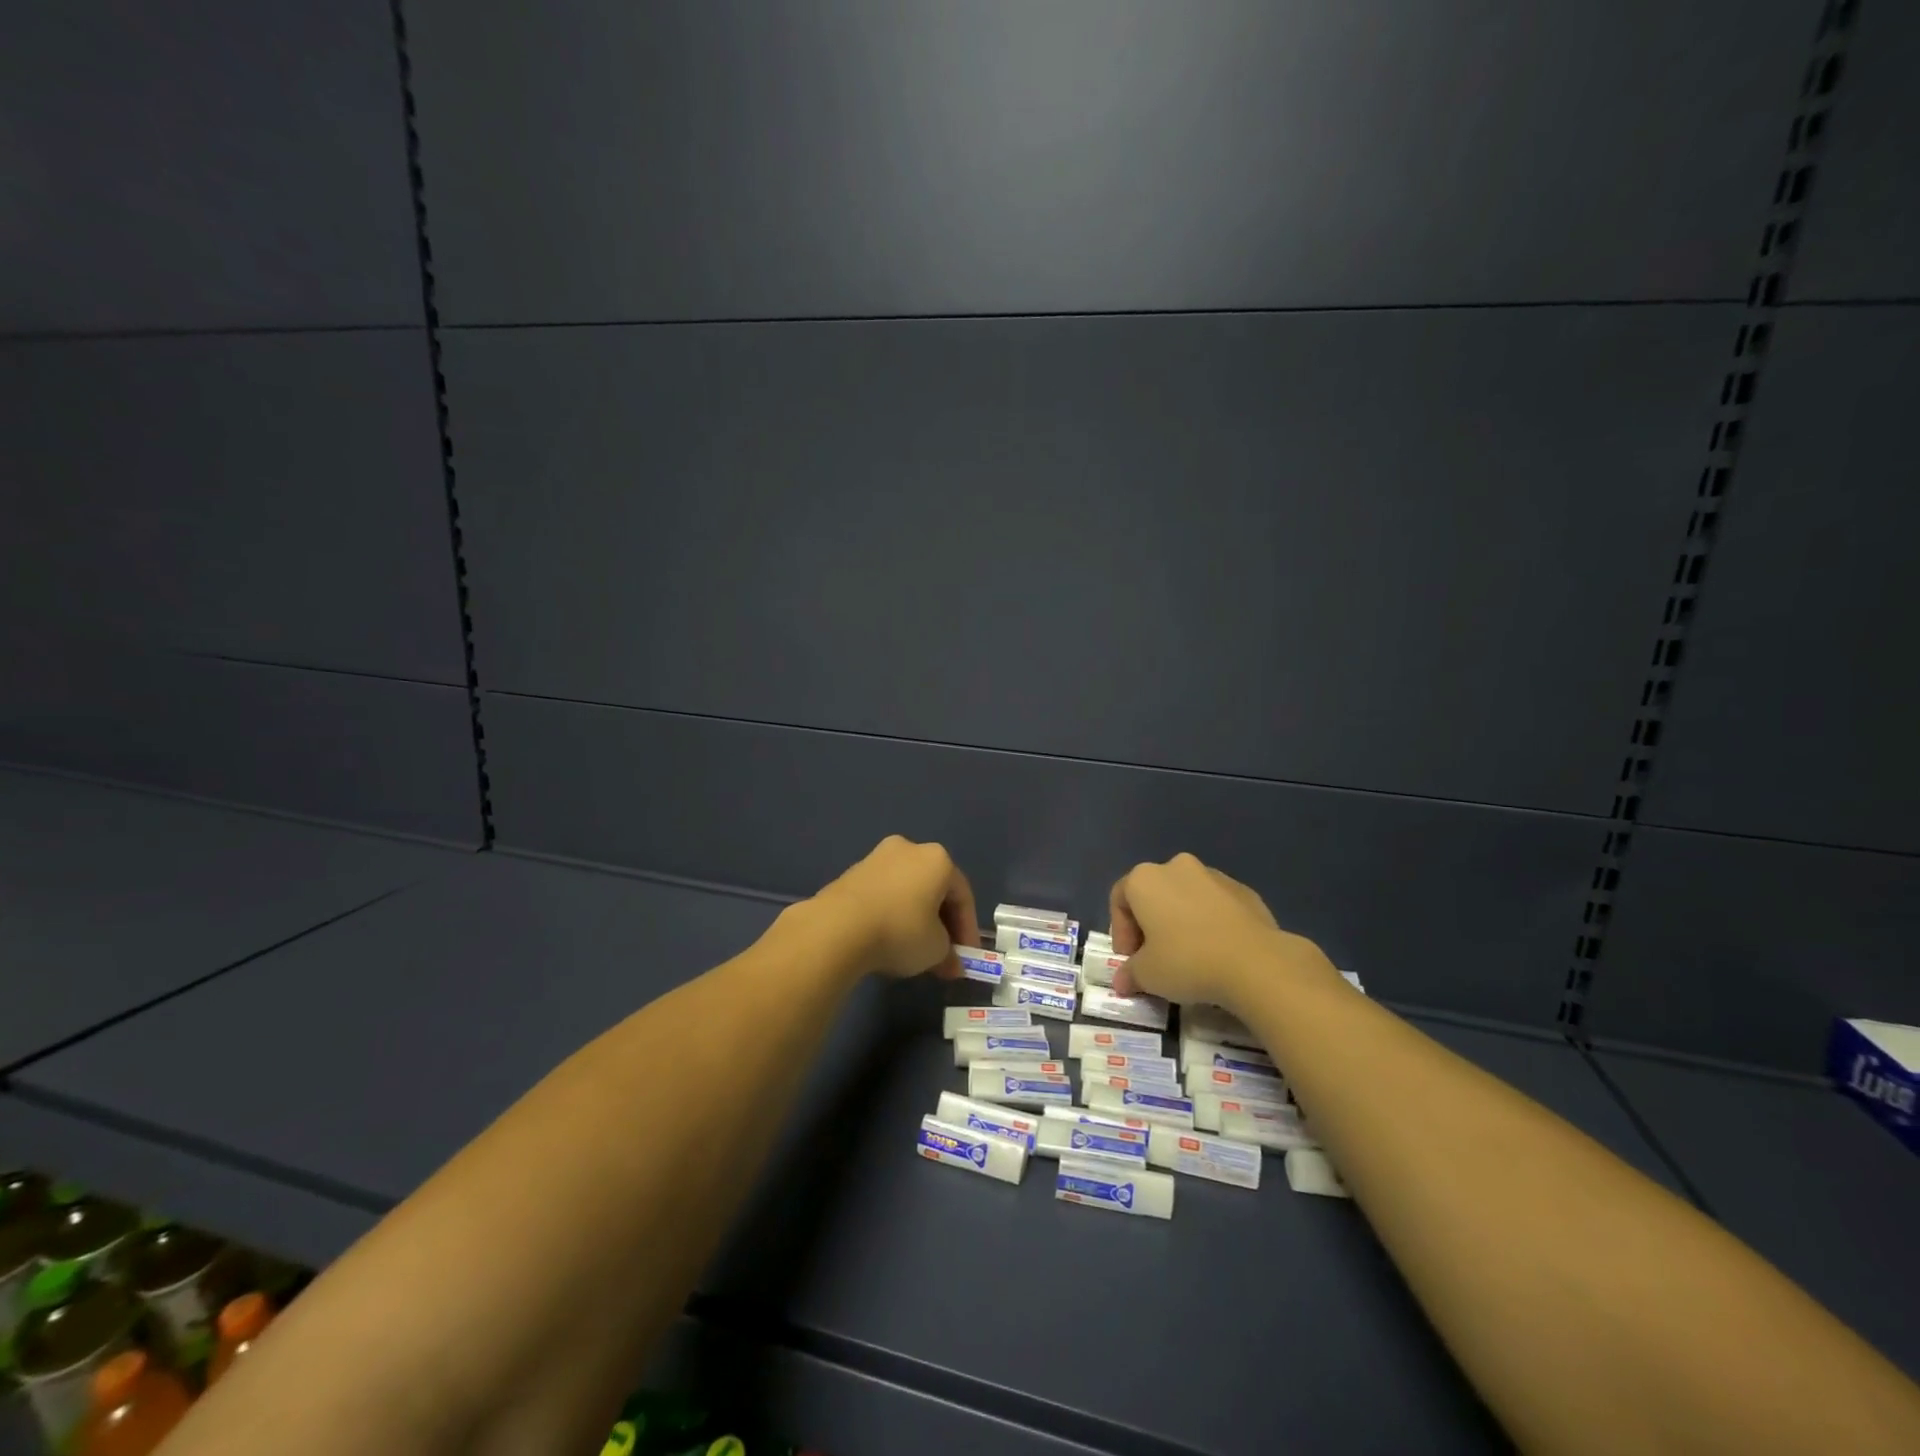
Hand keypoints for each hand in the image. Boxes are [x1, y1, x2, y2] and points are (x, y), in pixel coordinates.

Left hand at [807, 836, 978, 979]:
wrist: (837, 928)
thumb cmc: (900, 931)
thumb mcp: (936, 949)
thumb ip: (948, 954)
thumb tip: (950, 964)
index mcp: (938, 859)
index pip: (962, 895)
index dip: (967, 929)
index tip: (965, 957)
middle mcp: (909, 849)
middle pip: (934, 889)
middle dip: (941, 924)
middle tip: (942, 955)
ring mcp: (877, 857)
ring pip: (907, 890)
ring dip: (915, 918)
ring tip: (913, 951)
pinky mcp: (851, 872)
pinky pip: (882, 894)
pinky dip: (890, 914)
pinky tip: (886, 939)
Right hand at [1110, 853, 1332, 1011]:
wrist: (1256, 963)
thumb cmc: (1187, 962)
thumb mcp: (1147, 975)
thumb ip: (1129, 974)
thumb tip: (1123, 982)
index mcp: (1144, 879)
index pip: (1119, 900)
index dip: (1120, 933)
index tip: (1131, 961)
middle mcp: (1176, 867)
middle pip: (1153, 895)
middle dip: (1150, 925)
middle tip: (1156, 959)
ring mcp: (1214, 875)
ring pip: (1186, 897)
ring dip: (1181, 922)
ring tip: (1190, 957)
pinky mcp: (1244, 890)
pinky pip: (1216, 905)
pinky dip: (1211, 923)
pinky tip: (1218, 953)